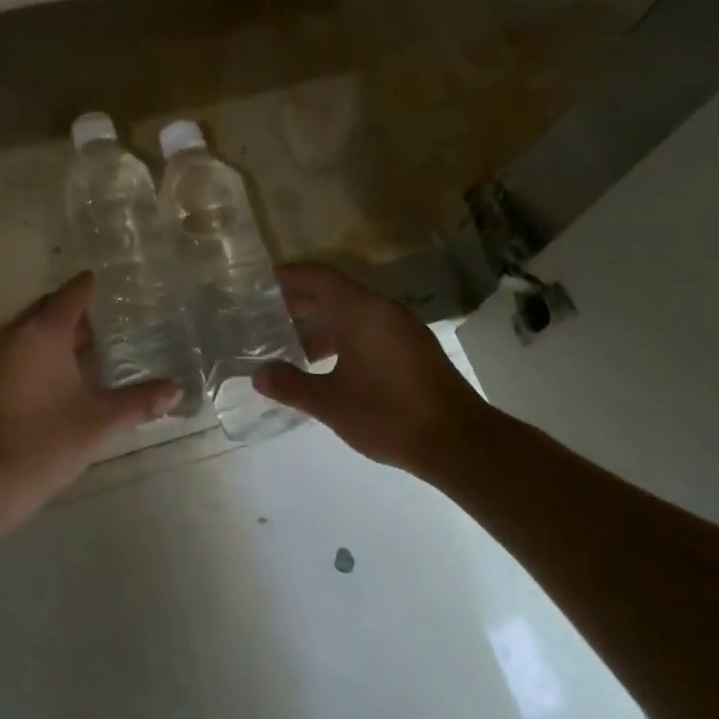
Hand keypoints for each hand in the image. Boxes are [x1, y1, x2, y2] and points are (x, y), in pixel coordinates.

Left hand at [0, 272, 180, 514]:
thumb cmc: (46, 440)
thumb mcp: (100, 420)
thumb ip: (140, 402)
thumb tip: (176, 390)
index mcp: (44, 331)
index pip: (72, 294)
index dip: (90, 286)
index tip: (109, 284)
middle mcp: (16, 333)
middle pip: (48, 308)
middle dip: (74, 312)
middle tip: (106, 325)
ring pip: (30, 329)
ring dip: (55, 333)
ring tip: (86, 351)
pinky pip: (16, 348)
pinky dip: (37, 351)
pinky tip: (56, 377)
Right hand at [254, 263, 487, 474]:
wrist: (460, 442)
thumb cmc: (390, 414)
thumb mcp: (331, 403)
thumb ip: (292, 385)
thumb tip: (258, 375)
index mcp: (361, 311)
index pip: (319, 277)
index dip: (290, 275)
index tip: (262, 281)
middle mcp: (383, 310)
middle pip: (335, 292)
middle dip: (300, 301)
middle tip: (266, 313)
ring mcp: (402, 328)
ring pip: (352, 312)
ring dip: (322, 321)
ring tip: (290, 340)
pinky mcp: (413, 347)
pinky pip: (368, 327)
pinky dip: (343, 334)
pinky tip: (327, 361)